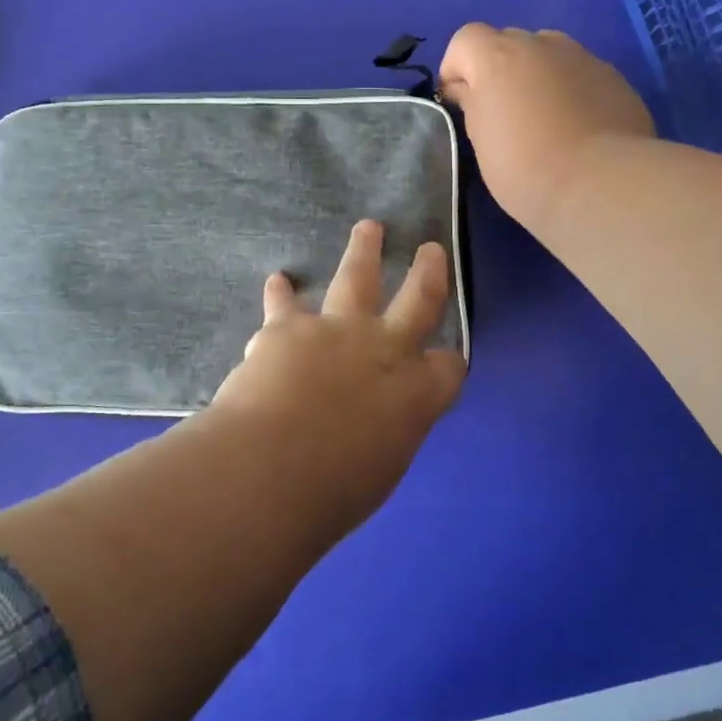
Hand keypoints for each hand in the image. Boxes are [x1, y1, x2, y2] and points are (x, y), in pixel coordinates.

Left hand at [212, 220, 465, 525]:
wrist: (271, 468)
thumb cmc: (332, 492)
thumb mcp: (378, 470)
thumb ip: (383, 434)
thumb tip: (372, 428)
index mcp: (417, 393)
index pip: (450, 367)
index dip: (449, 362)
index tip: (446, 359)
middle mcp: (386, 350)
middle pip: (419, 298)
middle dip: (428, 271)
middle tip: (430, 248)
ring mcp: (338, 330)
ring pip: (358, 277)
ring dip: (364, 250)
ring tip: (368, 228)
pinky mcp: (289, 327)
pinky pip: (286, 301)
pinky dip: (281, 292)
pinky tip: (278, 280)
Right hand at [439, 23, 656, 228]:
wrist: (601, 183)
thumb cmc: (524, 167)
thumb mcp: (481, 140)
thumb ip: (472, 104)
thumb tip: (468, 89)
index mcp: (498, 57)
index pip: (465, 39)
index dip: (457, 67)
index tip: (459, 102)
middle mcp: (540, 44)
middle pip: (508, 42)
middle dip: (499, 70)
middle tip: (502, 113)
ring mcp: (582, 57)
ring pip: (548, 55)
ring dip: (537, 76)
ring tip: (543, 119)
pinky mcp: (614, 77)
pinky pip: (579, 74)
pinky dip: (570, 91)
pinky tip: (577, 128)